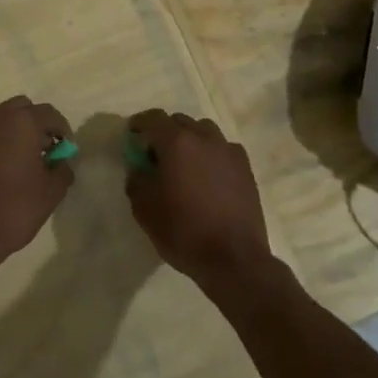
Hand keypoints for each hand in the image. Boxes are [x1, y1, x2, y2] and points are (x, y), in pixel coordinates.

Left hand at [0, 96, 73, 270]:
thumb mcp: (51, 192)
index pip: (49, 113)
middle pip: (21, 108)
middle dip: (36, 124)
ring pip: (0, 120)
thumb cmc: (14, 207)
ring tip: (23, 161)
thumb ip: (62, 170)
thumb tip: (62, 163)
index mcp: (21, 122)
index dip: (62, 130)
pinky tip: (0, 172)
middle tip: (44, 150)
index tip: (66, 150)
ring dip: (14, 132)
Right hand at [126, 110, 272, 294]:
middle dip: (164, 132)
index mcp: (177, 143)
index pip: (154, 118)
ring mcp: (229, 152)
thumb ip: (136, 180)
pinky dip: (211, 154)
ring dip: (190, 140)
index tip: (132, 134)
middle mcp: (205, 138)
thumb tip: (138, 167)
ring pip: (204, 132)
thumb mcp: (144, 209)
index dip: (139, 123)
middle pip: (180, 122)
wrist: (234, 259)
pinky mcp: (246, 168)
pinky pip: (223, 149)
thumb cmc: (184, 232)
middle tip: (155, 154)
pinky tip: (207, 176)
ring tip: (184, 163)